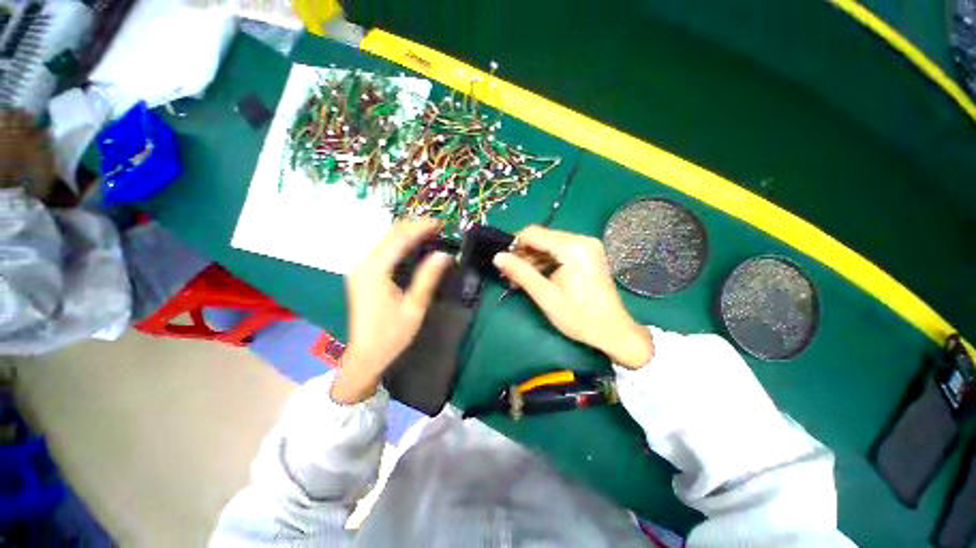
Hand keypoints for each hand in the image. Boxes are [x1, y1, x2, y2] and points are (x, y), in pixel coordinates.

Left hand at [332, 219, 452, 403]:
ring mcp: (361, 269)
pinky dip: (401, 245)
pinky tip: (414, 247)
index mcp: (374, 271)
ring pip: (386, 241)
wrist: (365, 356)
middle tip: (438, 227)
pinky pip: (384, 251)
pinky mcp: (363, 275)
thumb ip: (428, 278)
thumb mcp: (414, 307)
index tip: (440, 223)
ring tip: (430, 233)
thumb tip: (445, 254)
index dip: (421, 228)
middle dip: (414, 227)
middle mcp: (364, 264)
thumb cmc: (391, 335)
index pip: (400, 240)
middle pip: (390, 236)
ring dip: (408, 234)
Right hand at [493, 225, 653, 368]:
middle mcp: (582, 240)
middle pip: (542, 237)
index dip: (514, 244)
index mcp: (572, 247)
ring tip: (521, 278)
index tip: (503, 262)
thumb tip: (497, 257)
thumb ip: (521, 273)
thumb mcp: (546, 296)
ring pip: (550, 244)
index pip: (533, 233)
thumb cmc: (579, 317)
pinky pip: (560, 250)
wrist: (613, 331)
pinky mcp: (588, 253)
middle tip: (510, 274)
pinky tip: (537, 275)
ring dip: (533, 258)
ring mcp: (587, 246)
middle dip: (523, 253)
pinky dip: (546, 260)